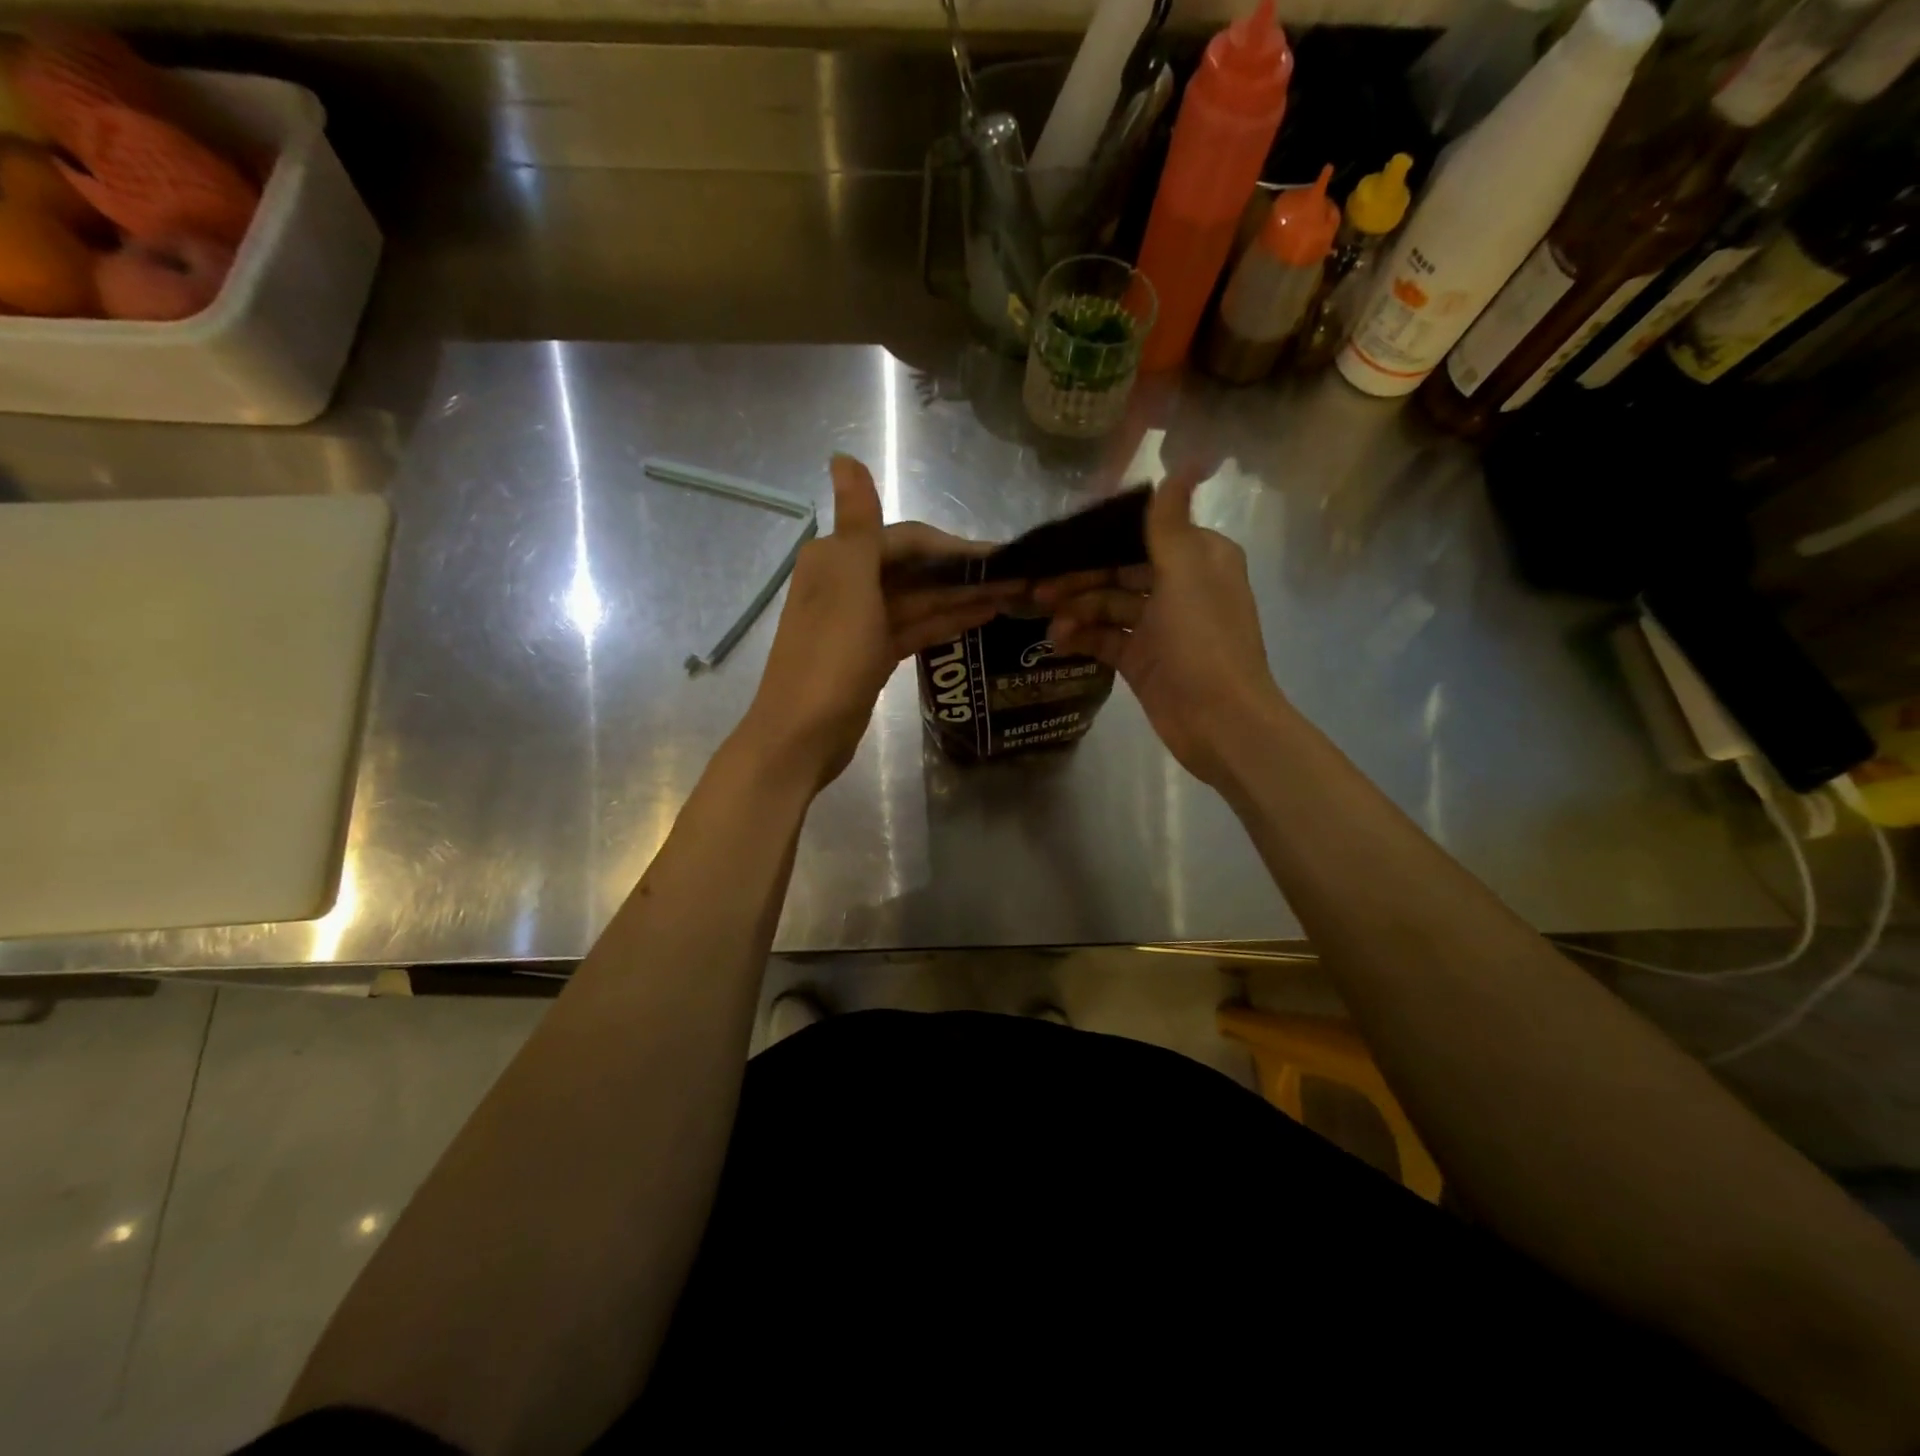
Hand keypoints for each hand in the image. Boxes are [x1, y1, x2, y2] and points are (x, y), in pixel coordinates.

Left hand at [738, 454, 1021, 787]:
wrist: (801, 737)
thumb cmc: (829, 659)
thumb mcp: (848, 585)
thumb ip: (857, 522)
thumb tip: (841, 456)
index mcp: (837, 559)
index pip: (907, 540)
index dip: (954, 546)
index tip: (1003, 557)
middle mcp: (846, 583)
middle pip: (915, 570)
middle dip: (963, 574)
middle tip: (1017, 580)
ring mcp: (859, 622)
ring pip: (918, 600)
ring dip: (960, 597)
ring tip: (1011, 598)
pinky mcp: (870, 655)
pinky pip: (914, 628)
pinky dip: (943, 622)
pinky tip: (979, 619)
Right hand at [1035, 471, 1285, 788]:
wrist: (1219, 722)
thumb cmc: (1204, 642)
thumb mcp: (1186, 575)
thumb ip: (1171, 522)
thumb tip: (1189, 459)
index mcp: (1199, 558)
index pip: (1142, 535)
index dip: (1100, 538)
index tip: (1060, 542)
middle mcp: (1180, 587)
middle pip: (1120, 571)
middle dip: (1080, 578)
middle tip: (1037, 589)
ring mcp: (1160, 626)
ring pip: (1109, 606)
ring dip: (1078, 610)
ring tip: (1049, 623)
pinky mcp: (1143, 660)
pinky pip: (1106, 639)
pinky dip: (1083, 637)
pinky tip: (1057, 641)